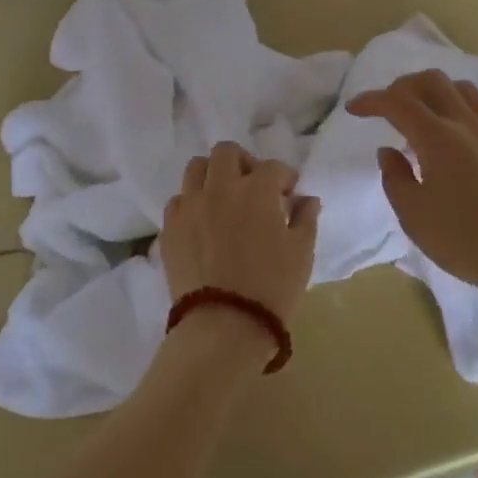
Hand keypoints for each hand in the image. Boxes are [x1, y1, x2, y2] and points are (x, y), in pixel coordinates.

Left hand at [161, 141, 319, 327]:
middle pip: (226, 152)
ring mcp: (191, 205)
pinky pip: (178, 200)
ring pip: (196, 168)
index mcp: (256, 190)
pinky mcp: (170, 227)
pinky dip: (191, 203)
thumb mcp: (301, 253)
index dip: (285, 178)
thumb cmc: (272, 288)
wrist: (224, 325)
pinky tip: (202, 222)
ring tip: (223, 198)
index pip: (273, 167)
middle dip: (243, 162)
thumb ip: (305, 219)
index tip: (289, 195)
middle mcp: (220, 187)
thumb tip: (306, 199)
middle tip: (253, 187)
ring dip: (212, 175)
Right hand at [347, 70, 477, 318]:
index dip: (371, 100)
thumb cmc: (467, 243)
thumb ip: (395, 178)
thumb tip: (389, 150)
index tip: (354, 109)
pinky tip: (450, 135)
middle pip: (431, 81)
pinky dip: (456, 107)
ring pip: (459, 88)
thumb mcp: (415, 218)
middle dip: (401, 87)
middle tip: (386, 108)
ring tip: (420, 117)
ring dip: (433, 91)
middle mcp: (466, 124)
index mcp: (439, 139)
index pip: (397, 102)